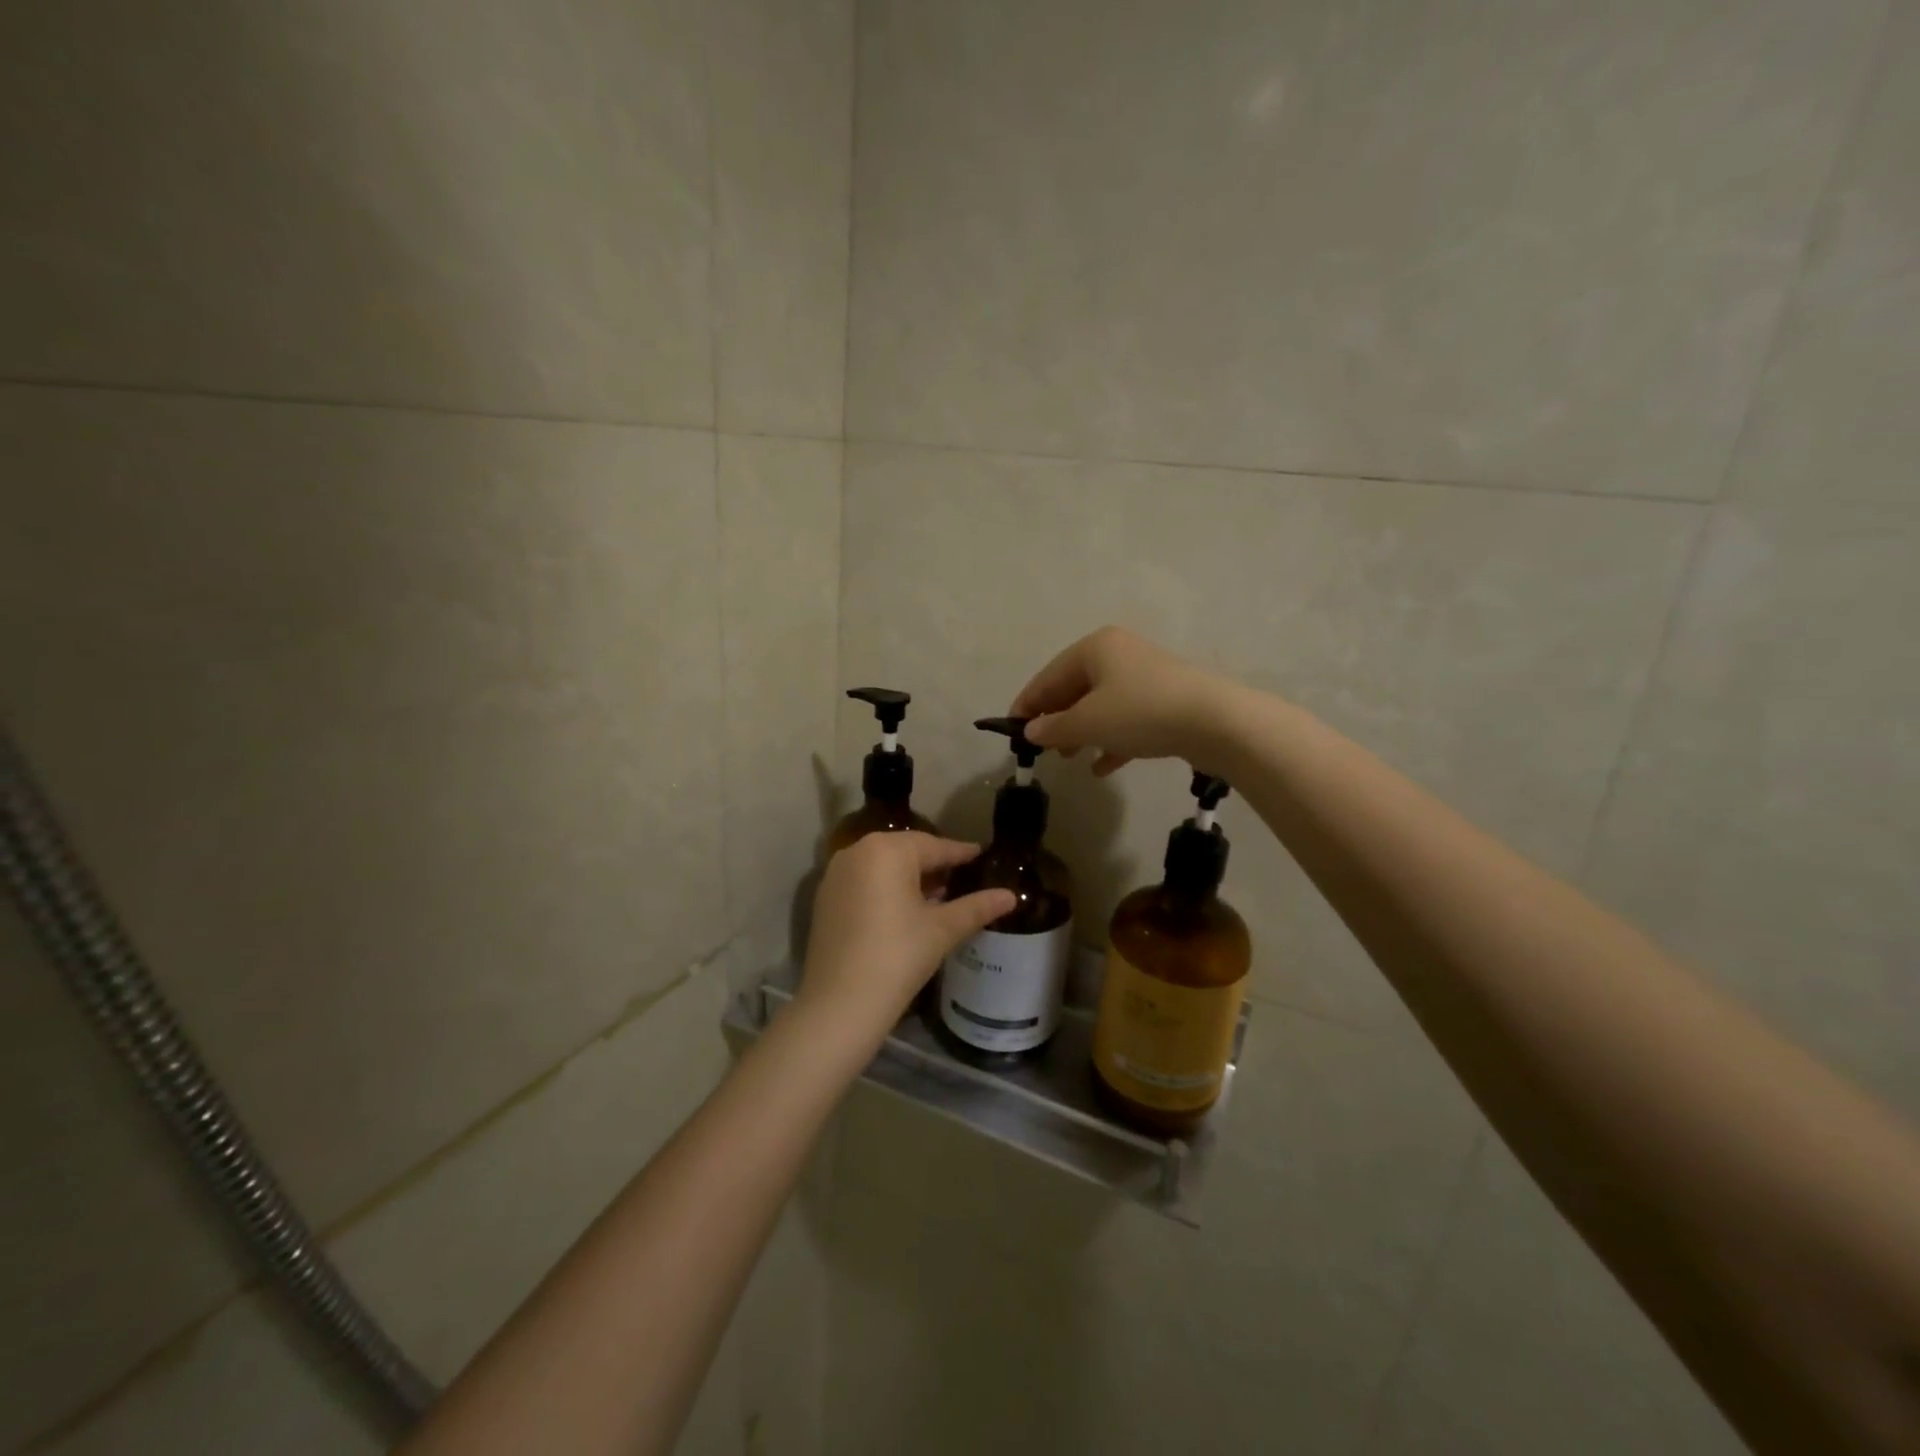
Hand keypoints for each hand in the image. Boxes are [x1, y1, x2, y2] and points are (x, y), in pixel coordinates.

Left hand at [798, 832, 1016, 1048]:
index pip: (934, 846)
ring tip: (939, 895)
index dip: (961, 853)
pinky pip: (864, 882)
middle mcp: (857, 852)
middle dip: (935, 864)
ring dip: (910, 877)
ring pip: (884, 866)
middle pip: (906, 852)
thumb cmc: (898, 956)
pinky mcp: (825, 898)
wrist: (840, 1003)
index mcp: (887, 850)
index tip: (981, 855)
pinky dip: (886, 889)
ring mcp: (836, 874)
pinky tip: (905, 910)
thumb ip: (977, 907)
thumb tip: (1011, 896)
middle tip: (962, 877)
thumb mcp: (942, 929)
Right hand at [1011, 626, 1235, 775]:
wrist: (1215, 721)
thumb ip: (1054, 728)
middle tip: (1042, 749)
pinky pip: (1127, 720)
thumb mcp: (1088, 723)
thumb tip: (1031, 732)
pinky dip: (1111, 740)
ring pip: (1101, 706)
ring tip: (1069, 759)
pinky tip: (1102, 768)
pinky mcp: (1165, 701)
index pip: (1048, 676)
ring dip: (1082, 732)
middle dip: (1057, 720)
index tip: (1011, 730)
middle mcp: (1119, 654)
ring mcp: (1145, 677)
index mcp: (1095, 648)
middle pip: (1075, 689)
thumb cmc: (1140, 712)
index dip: (1028, 704)